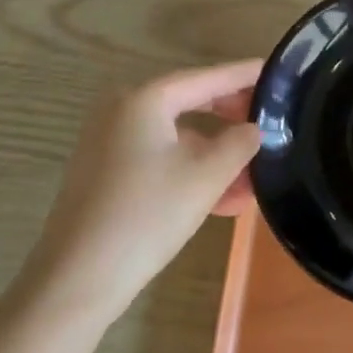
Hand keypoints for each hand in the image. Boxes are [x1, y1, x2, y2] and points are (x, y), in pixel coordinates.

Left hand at [21, 60, 263, 321]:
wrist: (76, 280)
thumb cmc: (146, 216)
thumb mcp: (206, 177)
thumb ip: (239, 144)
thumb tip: (254, 129)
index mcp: (145, 99)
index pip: (207, 77)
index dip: (244, 75)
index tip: (276, 72)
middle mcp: (123, 111)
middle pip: (191, 104)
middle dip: (233, 121)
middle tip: (270, 125)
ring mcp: (111, 143)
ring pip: (178, 138)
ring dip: (216, 157)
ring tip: (254, 181)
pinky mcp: (107, 174)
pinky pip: (160, 160)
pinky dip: (191, 173)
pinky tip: (223, 201)